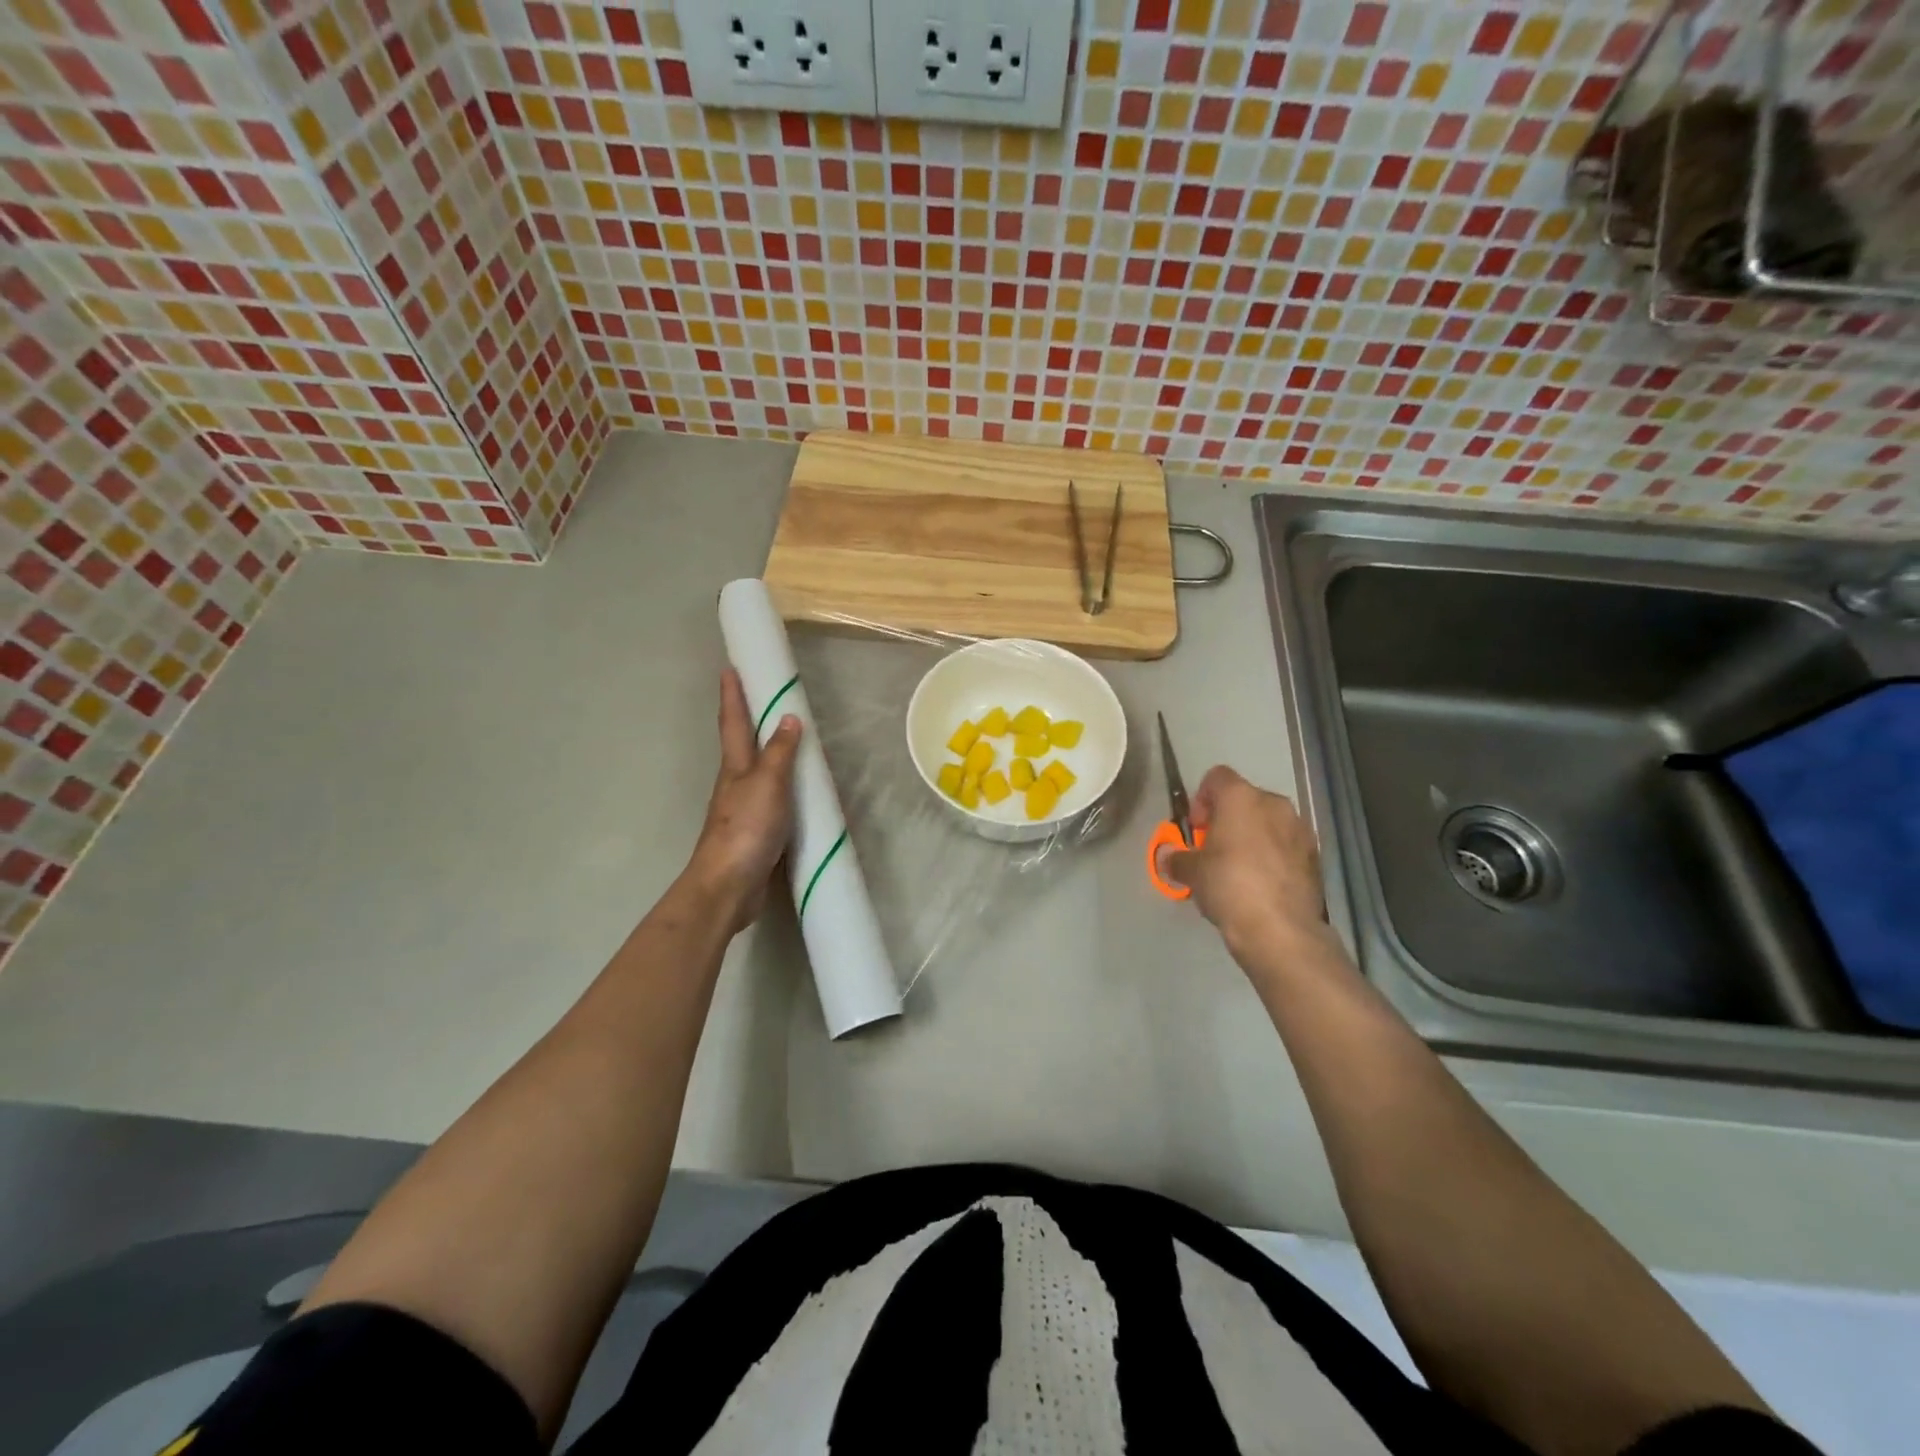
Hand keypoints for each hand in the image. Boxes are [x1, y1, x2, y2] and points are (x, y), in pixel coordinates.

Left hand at [686, 670, 801, 933]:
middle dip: (749, 720)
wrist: (729, 886)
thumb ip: (780, 753)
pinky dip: (784, 787)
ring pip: (757, 772)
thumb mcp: (767, 784)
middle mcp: (736, 783)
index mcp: (735, 767)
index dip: (732, 695)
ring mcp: (743, 809)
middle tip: (764, 698)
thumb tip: (789, 718)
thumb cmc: (745, 828)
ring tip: (790, 740)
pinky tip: (798, 792)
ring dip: (769, 753)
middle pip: (741, 744)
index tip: (730, 668)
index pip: (734, 722)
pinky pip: (773, 799)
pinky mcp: (755, 832)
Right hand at [1161, 766, 1334, 965]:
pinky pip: (1286, 845)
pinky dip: (1273, 856)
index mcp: (1241, 797)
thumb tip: (1169, 858)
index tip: (1196, 829)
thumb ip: (1178, 859)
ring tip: (1239, 869)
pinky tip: (1262, 884)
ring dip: (1253, 837)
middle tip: (1214, 849)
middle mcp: (1274, 804)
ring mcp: (1300, 829)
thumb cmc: (1229, 885)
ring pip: (1269, 822)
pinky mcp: (1315, 856)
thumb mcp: (1192, 872)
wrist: (1280, 929)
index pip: (1216, 777)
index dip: (1201, 799)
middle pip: (1245, 799)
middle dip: (1228, 819)